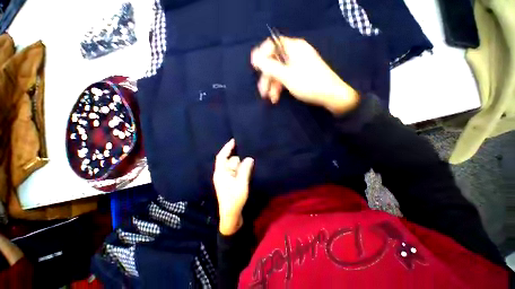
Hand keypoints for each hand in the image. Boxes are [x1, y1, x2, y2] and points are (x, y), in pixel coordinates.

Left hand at [213, 139, 253, 235]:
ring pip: (234, 167)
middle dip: (239, 159)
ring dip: (241, 165)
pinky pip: (236, 172)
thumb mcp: (241, 183)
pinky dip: (241, 169)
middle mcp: (222, 174)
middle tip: (250, 156)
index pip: (222, 156)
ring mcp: (226, 179)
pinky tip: (248, 169)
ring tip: (250, 163)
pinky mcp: (230, 183)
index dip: (227, 147)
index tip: (234, 140)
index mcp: (221, 173)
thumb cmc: (235, 199)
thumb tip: (249, 158)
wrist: (231, 216)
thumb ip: (245, 169)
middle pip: (230, 161)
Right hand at [251, 37, 358, 114]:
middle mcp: (295, 54)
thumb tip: (254, 57)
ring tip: (271, 99)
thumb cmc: (309, 84)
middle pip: (275, 62)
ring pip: (279, 72)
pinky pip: (285, 78)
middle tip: (262, 92)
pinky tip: (276, 98)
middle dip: (267, 78)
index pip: (273, 44)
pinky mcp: (299, 75)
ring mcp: (298, 65)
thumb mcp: (287, 76)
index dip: (262, 55)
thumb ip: (270, 67)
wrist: (331, 96)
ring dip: (273, 86)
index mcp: (294, 48)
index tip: (256, 68)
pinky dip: (280, 88)